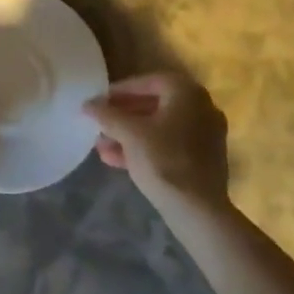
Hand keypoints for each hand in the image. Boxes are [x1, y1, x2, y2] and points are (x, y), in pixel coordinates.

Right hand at [86, 73, 229, 213]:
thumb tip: (87, 104)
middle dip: (122, 116)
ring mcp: (205, 135)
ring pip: (159, 128)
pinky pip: (169, 145)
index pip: (147, 82)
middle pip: (153, 105)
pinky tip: (116, 161)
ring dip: (129, 135)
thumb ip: (106, 114)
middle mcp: (201, 107)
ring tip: (101, 147)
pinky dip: (145, 148)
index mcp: (187, 92)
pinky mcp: (204, 160)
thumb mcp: (129, 134)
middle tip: (99, 124)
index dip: (119, 91)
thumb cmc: (163, 161)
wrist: (198, 212)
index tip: (99, 102)